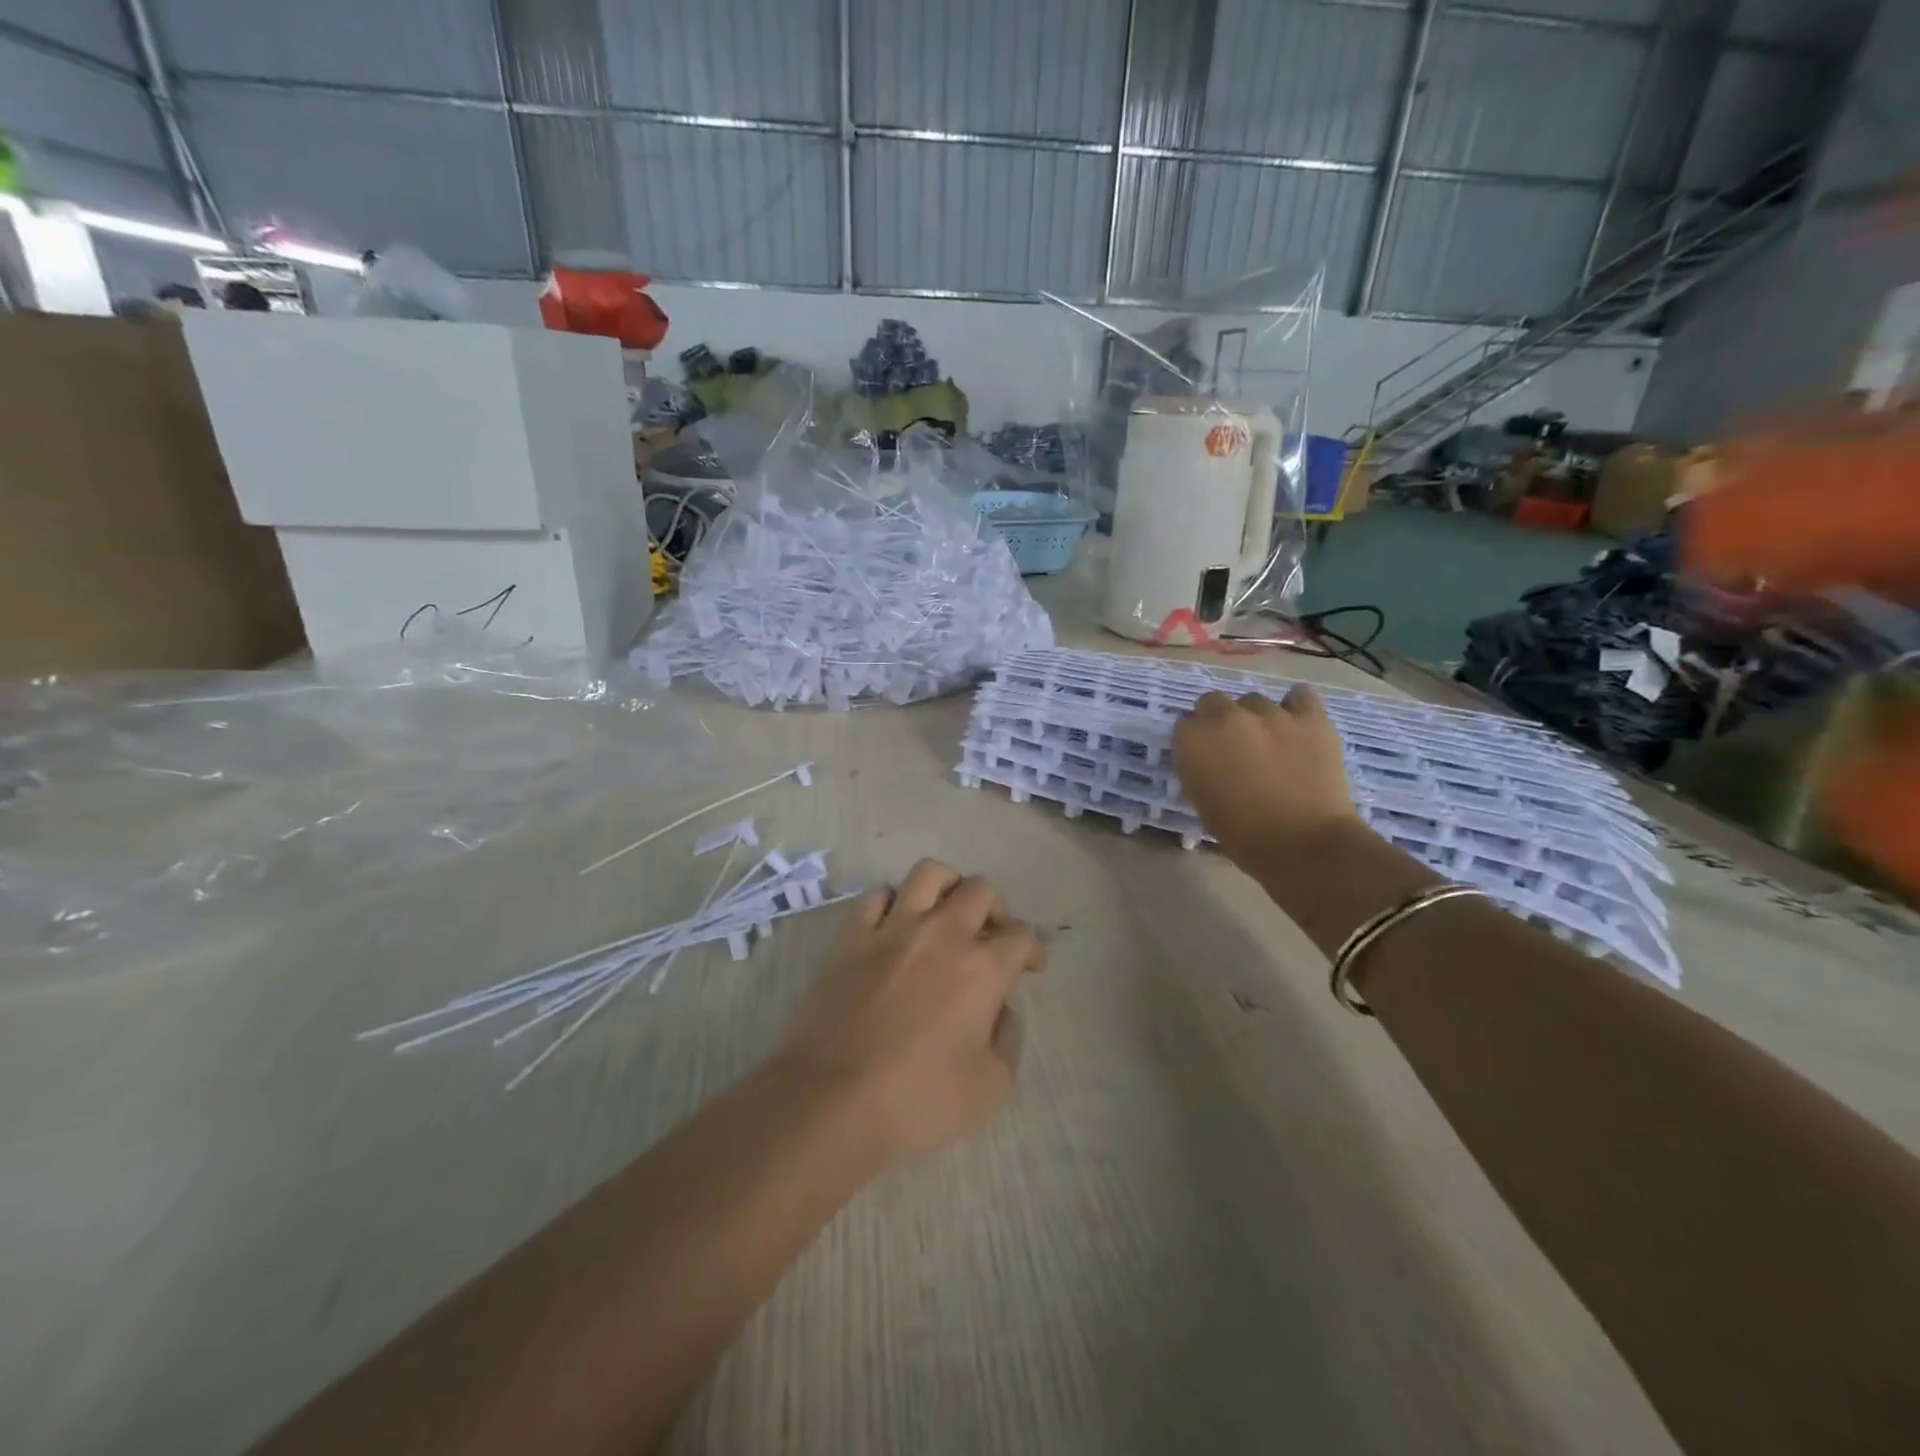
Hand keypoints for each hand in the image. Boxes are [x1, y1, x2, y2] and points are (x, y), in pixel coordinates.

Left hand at [769, 859, 1044, 1166]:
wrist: (832, 1100)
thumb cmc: (917, 1100)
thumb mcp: (990, 1088)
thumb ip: (1008, 1039)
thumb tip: (1001, 1010)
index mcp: (982, 968)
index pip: (1021, 934)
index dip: (1031, 949)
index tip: (1028, 968)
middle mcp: (942, 933)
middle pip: (980, 890)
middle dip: (995, 908)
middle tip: (990, 937)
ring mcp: (893, 929)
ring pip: (929, 874)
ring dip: (947, 885)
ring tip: (946, 912)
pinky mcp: (852, 936)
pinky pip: (876, 895)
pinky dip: (892, 901)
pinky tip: (895, 924)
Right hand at [1172, 686, 1359, 863]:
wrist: (1302, 843)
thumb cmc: (1243, 834)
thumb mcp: (1202, 801)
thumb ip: (1200, 768)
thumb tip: (1210, 759)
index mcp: (1193, 740)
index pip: (1185, 724)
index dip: (1197, 740)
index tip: (1206, 757)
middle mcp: (1226, 717)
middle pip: (1214, 701)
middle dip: (1220, 721)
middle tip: (1235, 748)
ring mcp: (1269, 713)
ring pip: (1255, 701)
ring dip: (1257, 718)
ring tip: (1272, 743)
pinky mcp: (1309, 717)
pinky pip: (1300, 695)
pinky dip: (1297, 706)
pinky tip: (1298, 724)